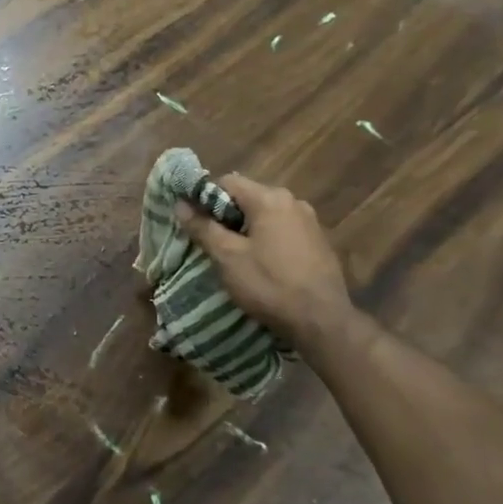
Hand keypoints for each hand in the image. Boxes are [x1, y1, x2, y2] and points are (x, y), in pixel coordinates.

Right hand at [175, 174, 354, 350]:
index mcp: (270, 198)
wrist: (322, 321)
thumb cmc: (269, 284)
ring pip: (266, 215)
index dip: (205, 198)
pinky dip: (267, 239)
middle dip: (227, 216)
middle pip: (248, 197)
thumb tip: (180, 204)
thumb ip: (203, 227)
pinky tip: (263, 265)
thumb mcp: (227, 257)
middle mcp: (293, 201)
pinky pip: (283, 230)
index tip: (195, 222)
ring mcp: (310, 221)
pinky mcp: (319, 242)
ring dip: (247, 229)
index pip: (227, 182)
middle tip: (212, 243)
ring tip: (236, 256)